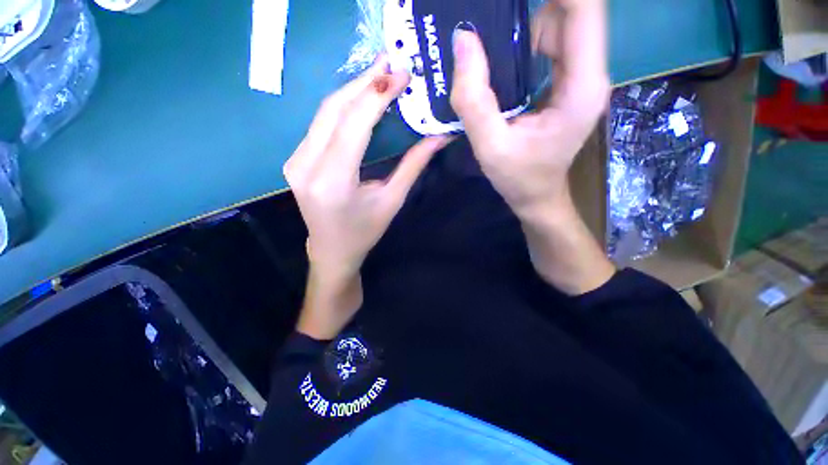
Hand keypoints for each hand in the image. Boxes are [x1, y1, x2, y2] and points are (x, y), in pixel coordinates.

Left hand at [285, 57, 449, 338]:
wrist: (332, 251)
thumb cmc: (364, 232)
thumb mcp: (392, 201)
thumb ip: (413, 166)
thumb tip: (439, 137)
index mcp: (332, 181)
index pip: (353, 124)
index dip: (377, 95)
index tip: (401, 73)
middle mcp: (305, 166)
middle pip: (333, 110)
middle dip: (364, 82)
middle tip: (391, 62)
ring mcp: (295, 161)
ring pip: (324, 113)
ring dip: (353, 91)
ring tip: (380, 76)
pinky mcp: (295, 159)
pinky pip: (320, 124)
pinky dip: (342, 108)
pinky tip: (361, 100)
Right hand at [450, 0, 609, 219]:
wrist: (537, 196)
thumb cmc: (518, 178)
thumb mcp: (490, 146)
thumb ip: (474, 99)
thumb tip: (463, 40)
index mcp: (581, 86)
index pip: (585, 9)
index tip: (509, 0)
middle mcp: (589, 73)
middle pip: (570, 12)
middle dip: (530, 7)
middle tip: (488, 18)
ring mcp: (579, 77)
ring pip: (558, 24)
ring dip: (524, 23)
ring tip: (488, 39)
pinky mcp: (566, 83)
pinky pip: (549, 44)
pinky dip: (524, 40)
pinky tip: (498, 56)